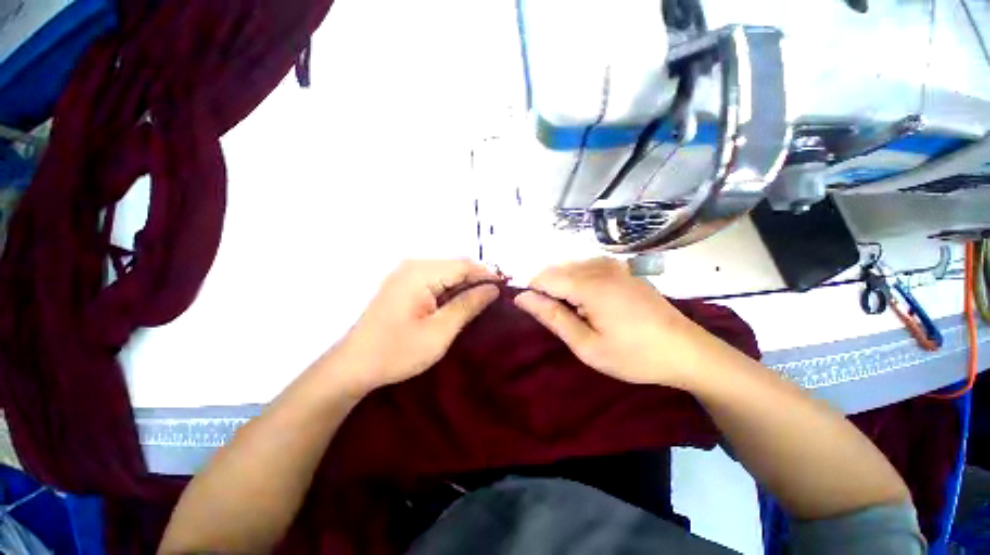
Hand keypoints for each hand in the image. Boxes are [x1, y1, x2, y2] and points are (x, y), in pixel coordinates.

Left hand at [332, 260, 499, 396]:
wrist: (355, 365)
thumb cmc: (398, 351)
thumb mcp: (440, 331)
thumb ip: (468, 305)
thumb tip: (493, 288)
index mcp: (420, 273)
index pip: (464, 265)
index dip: (487, 274)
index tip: (507, 288)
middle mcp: (412, 266)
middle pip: (455, 266)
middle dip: (477, 279)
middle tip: (496, 297)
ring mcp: (405, 274)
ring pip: (446, 272)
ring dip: (465, 285)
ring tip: (482, 301)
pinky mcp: (403, 284)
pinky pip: (435, 280)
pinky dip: (451, 289)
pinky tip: (459, 302)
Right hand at [514, 258, 704, 387]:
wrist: (687, 351)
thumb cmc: (634, 355)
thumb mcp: (586, 345)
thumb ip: (552, 317)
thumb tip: (521, 298)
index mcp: (588, 284)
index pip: (542, 278)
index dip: (534, 295)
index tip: (542, 317)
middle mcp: (599, 266)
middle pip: (555, 270)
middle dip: (549, 291)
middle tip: (564, 320)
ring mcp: (613, 264)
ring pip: (569, 267)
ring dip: (564, 286)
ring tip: (579, 313)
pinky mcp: (623, 268)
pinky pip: (587, 267)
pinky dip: (579, 281)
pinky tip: (592, 301)